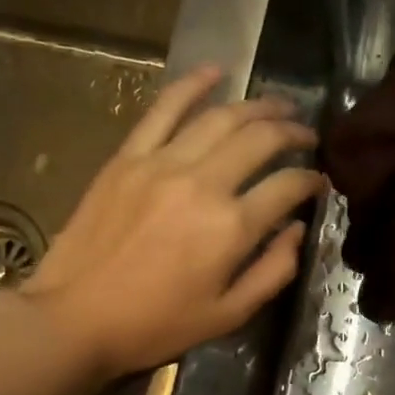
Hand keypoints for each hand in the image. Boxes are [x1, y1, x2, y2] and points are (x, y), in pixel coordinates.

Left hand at [18, 66, 323, 379]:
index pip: (288, 186)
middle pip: (261, 139)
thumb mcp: (229, 315)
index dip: (312, 180)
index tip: (319, 182)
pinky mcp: (128, 157)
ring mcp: (162, 163)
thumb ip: (274, 272)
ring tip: (280, 106)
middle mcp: (203, 184)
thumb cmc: (156, 325)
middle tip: (308, 136)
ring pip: (221, 117)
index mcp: (231, 228)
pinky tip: (217, 70)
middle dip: (294, 132)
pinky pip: (163, 108)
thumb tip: (298, 231)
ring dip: (258, 106)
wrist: (74, 318)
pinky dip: (192, 84)